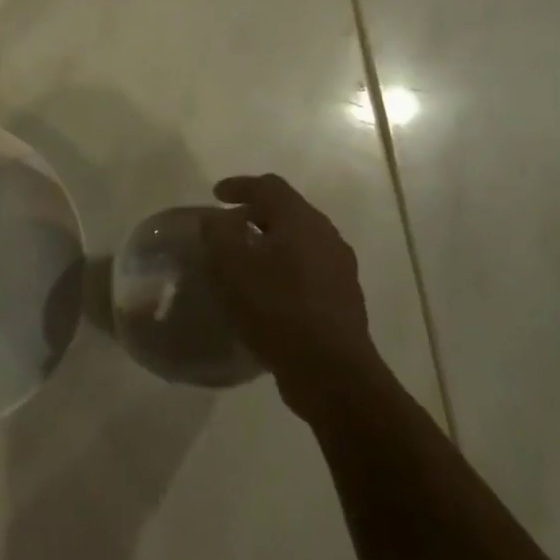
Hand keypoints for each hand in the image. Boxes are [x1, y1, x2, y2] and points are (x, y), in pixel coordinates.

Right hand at [202, 173, 379, 421]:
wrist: (332, 374)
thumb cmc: (276, 310)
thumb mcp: (231, 267)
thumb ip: (218, 234)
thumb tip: (217, 218)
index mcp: (301, 221)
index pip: (269, 186)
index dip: (240, 185)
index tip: (216, 195)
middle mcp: (327, 237)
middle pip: (289, 211)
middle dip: (256, 212)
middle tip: (228, 224)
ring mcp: (340, 269)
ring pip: (301, 241)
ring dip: (271, 241)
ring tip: (245, 258)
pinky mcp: (343, 300)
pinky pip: (309, 268)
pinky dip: (284, 267)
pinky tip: (267, 289)